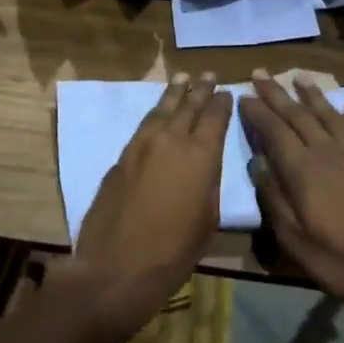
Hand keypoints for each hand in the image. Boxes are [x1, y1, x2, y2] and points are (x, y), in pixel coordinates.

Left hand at [62, 73, 231, 342]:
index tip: (227, 92)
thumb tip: (204, 166)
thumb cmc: (173, 252)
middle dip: (200, 89)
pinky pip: (143, 125)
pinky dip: (155, 113)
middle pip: (188, 105)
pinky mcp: (121, 156)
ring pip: (162, 109)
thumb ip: (208, 184)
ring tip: (183, 78)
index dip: (222, 103)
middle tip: (208, 75)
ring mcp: (142, 145)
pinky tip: (158, 112)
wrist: (116, 267)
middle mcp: (171, 140)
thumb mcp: (206, 220)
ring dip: (174, 92)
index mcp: (200, 155)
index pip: (215, 117)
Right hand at [242, 71, 343, 315]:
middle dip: (276, 93)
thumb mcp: (294, 240)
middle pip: (298, 115)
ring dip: (313, 95)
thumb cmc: (341, 260)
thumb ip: (273, 199)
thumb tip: (257, 164)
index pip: (273, 130)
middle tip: (260, 73)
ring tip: (299, 77)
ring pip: (330, 115)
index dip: (257, 112)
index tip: (243, 95)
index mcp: (302, 169)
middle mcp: (327, 151)